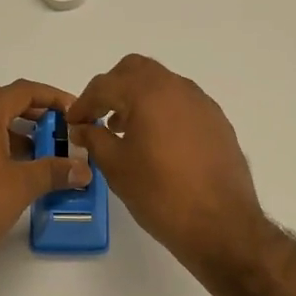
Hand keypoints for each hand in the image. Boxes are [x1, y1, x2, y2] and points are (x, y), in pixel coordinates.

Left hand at [0, 80, 90, 272]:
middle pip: (1, 100)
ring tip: (40, 151)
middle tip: (56, 128)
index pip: (22, 91)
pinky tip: (13, 169)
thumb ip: (55, 171)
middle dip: (32, 110)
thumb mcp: (22, 186)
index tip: (73, 111)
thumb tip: (83, 169)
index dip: (52, 97)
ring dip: (14, 129)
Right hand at [66, 55, 266, 272]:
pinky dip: (162, 111)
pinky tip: (156, 143)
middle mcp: (177, 88)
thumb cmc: (160, 194)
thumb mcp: (116, 167)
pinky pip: (182, 103)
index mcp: (148, 93)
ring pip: (162, 84)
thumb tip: (82, 128)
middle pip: (136, 71)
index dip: (84, 102)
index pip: (105, 85)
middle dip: (113, 88)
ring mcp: (202, 103)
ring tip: (124, 131)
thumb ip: (95, 139)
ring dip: (138, 98)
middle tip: (98, 115)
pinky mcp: (217, 122)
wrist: (221, 224)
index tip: (73, 123)